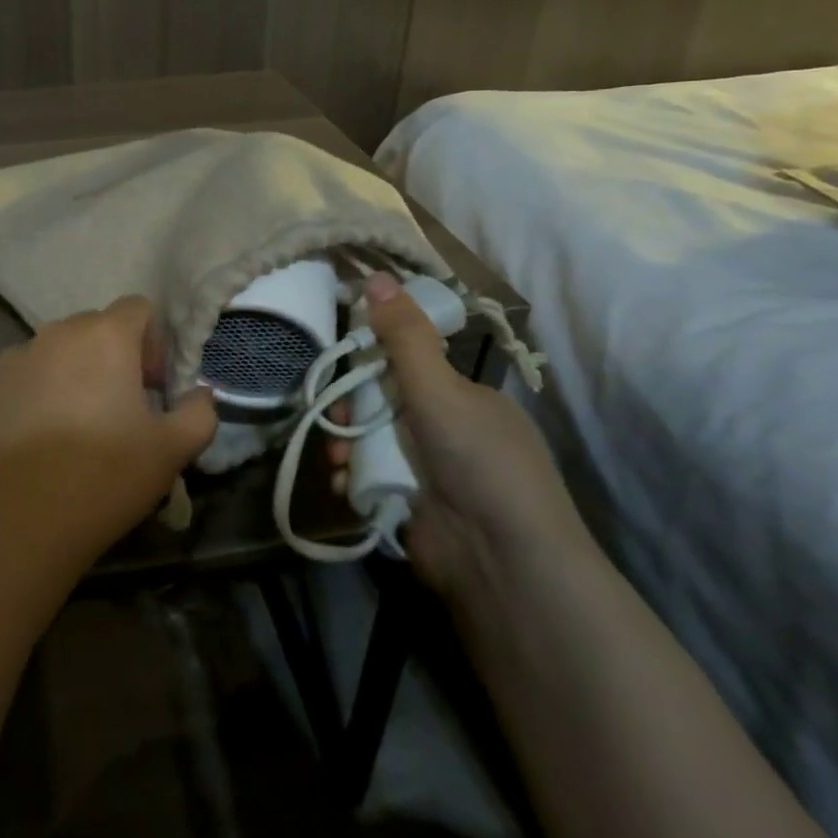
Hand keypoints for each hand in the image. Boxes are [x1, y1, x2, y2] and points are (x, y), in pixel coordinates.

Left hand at [0, 296, 218, 585]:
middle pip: (95, 328)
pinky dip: (36, 396)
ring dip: (73, 375)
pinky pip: (22, 378)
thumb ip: (199, 413)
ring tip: (75, 430)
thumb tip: (200, 396)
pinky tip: (38, 443)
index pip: (138, 308)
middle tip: (120, 411)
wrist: (13, 521)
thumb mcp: (171, 451)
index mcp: (104, 336)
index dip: (154, 343)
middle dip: (114, 358)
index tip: (152, 389)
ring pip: (55, 353)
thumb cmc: (102, 477)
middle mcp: (55, 333)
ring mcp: (13, 359)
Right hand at [331, 273, 591, 601]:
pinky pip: (369, 479)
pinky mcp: (411, 507)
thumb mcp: (439, 389)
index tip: (342, 364)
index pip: (409, 365)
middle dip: (350, 410)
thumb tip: (375, 275)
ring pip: (371, 442)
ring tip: (336, 457)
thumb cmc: (477, 461)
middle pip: (382, 404)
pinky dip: (352, 478)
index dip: (372, 361)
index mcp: (466, 399)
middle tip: (335, 420)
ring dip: (345, 445)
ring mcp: (430, 473)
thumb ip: (404, 336)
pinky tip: (341, 482)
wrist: (502, 562)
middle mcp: (449, 432)